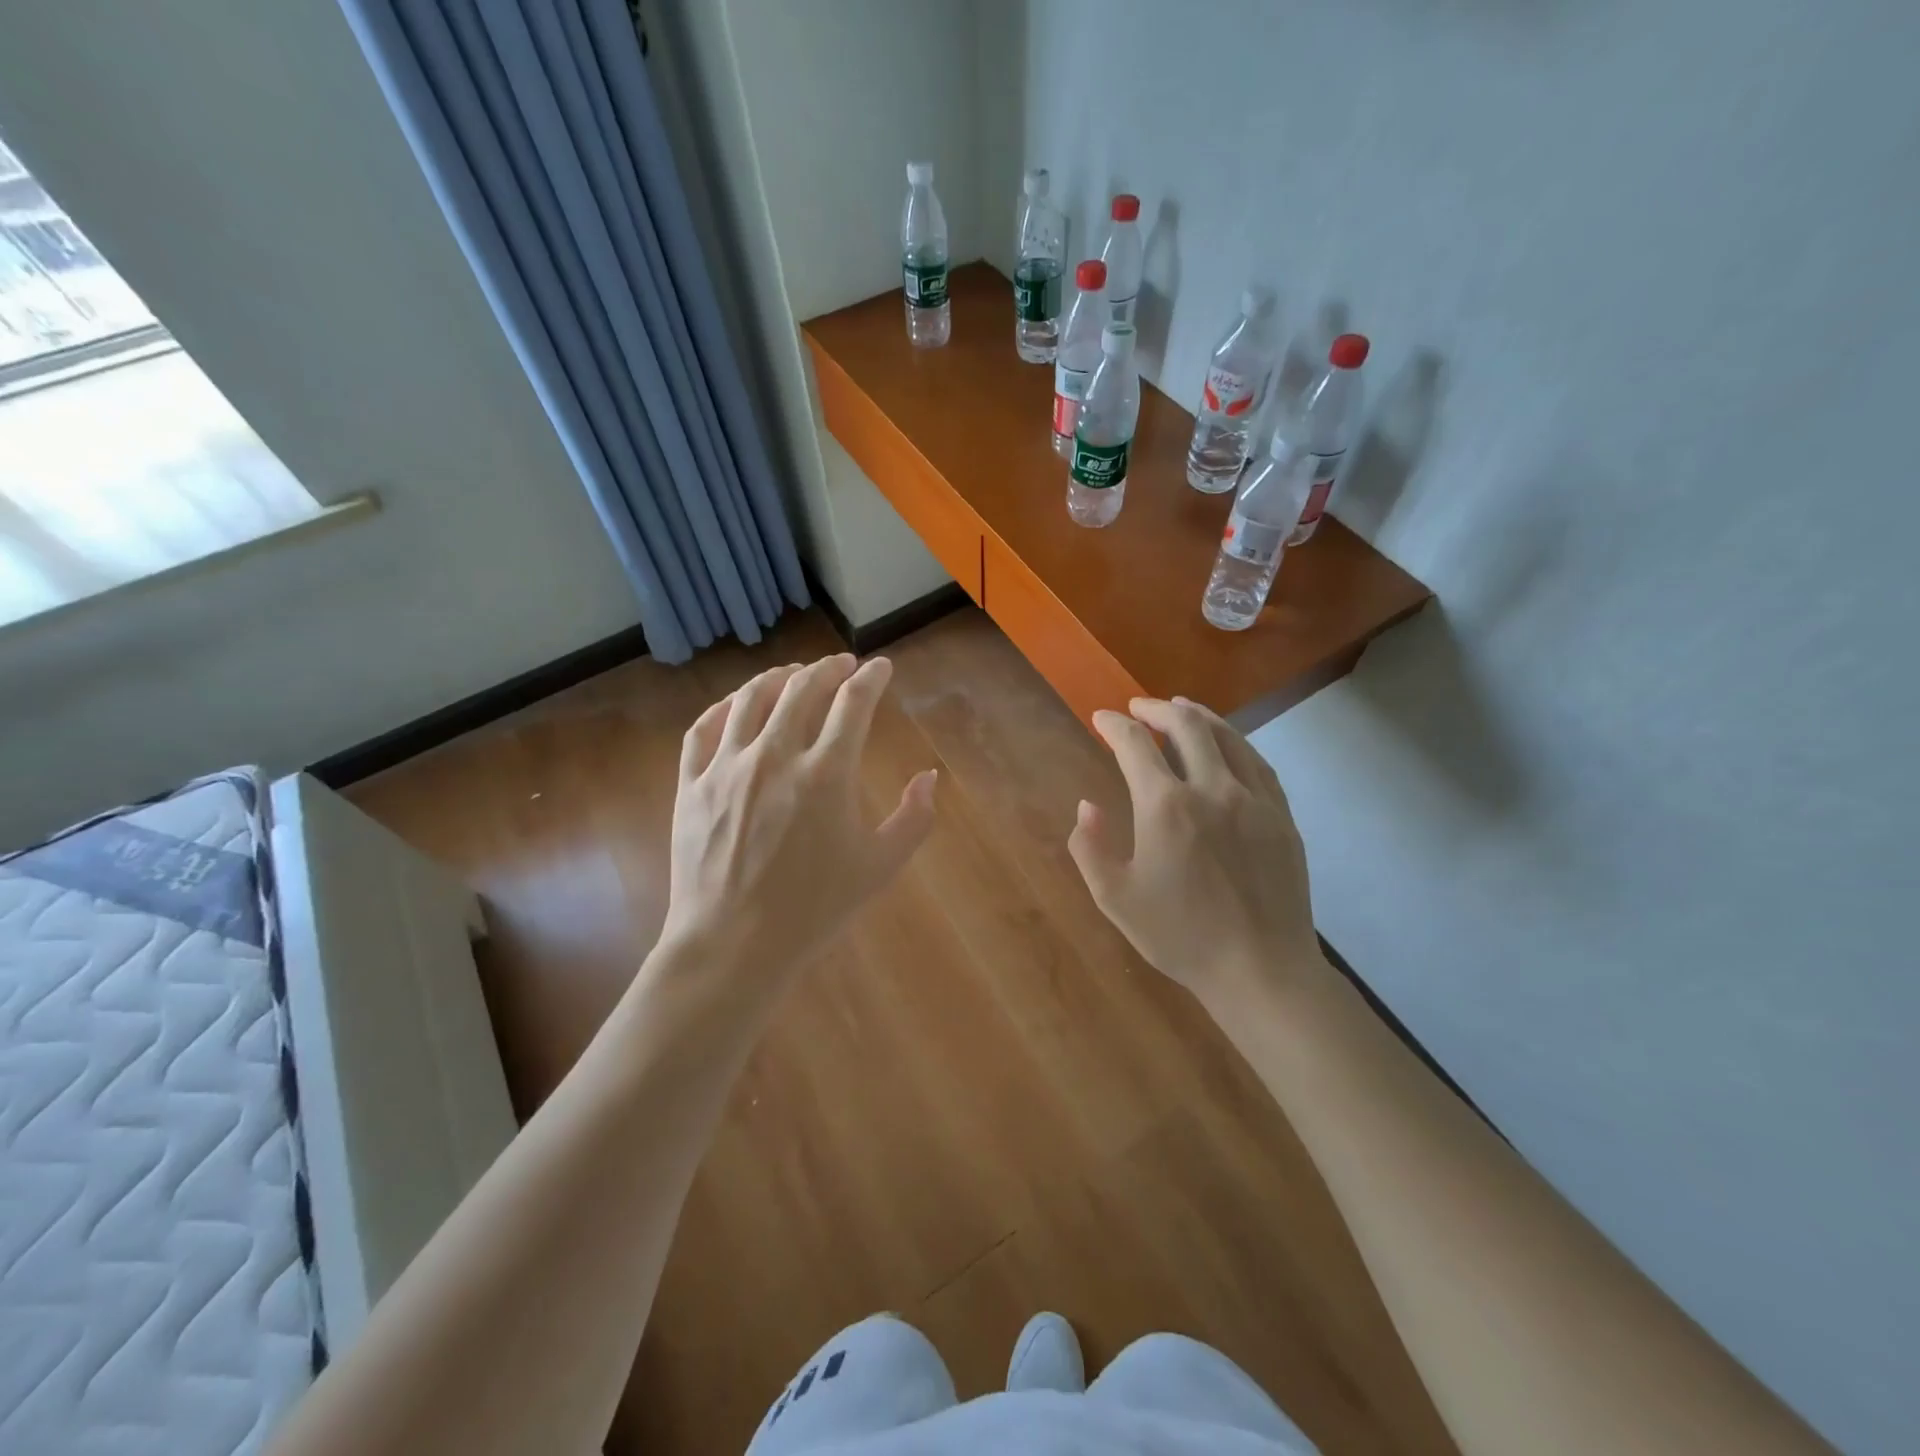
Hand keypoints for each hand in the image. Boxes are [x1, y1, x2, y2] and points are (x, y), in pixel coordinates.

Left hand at [658, 654, 936, 1007]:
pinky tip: (736, 704)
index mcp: (826, 773)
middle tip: (842, 665)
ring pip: (750, 699)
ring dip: (778, 677)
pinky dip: (723, 707)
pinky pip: (703, 730)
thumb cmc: (814, 909)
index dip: (871, 678)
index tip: (880, 668)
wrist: (733, 945)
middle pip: (801, 689)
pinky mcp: (691, 785)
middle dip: (827, 668)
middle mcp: (775, 755)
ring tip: (793, 674)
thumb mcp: (880, 867)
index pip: (853, 703)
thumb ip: (914, 818)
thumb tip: (929, 777)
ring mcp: (726, 767)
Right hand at [1068, 697, 1326, 1012]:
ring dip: (1198, 715)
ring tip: (1180, 708)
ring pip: (1227, 736)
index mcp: (1166, 807)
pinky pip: (1257, 762)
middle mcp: (1212, 789)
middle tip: (1137, 708)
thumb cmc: (1181, 936)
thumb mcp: (1116, 898)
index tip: (1101, 718)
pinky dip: (1234, 742)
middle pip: (1186, 725)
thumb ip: (1090, 847)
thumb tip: (1087, 806)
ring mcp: (1254, 799)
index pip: (1135, 744)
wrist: (1261, 969)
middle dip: (1156, 709)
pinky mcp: (1282, 815)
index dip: (1114, 725)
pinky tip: (1227, 744)